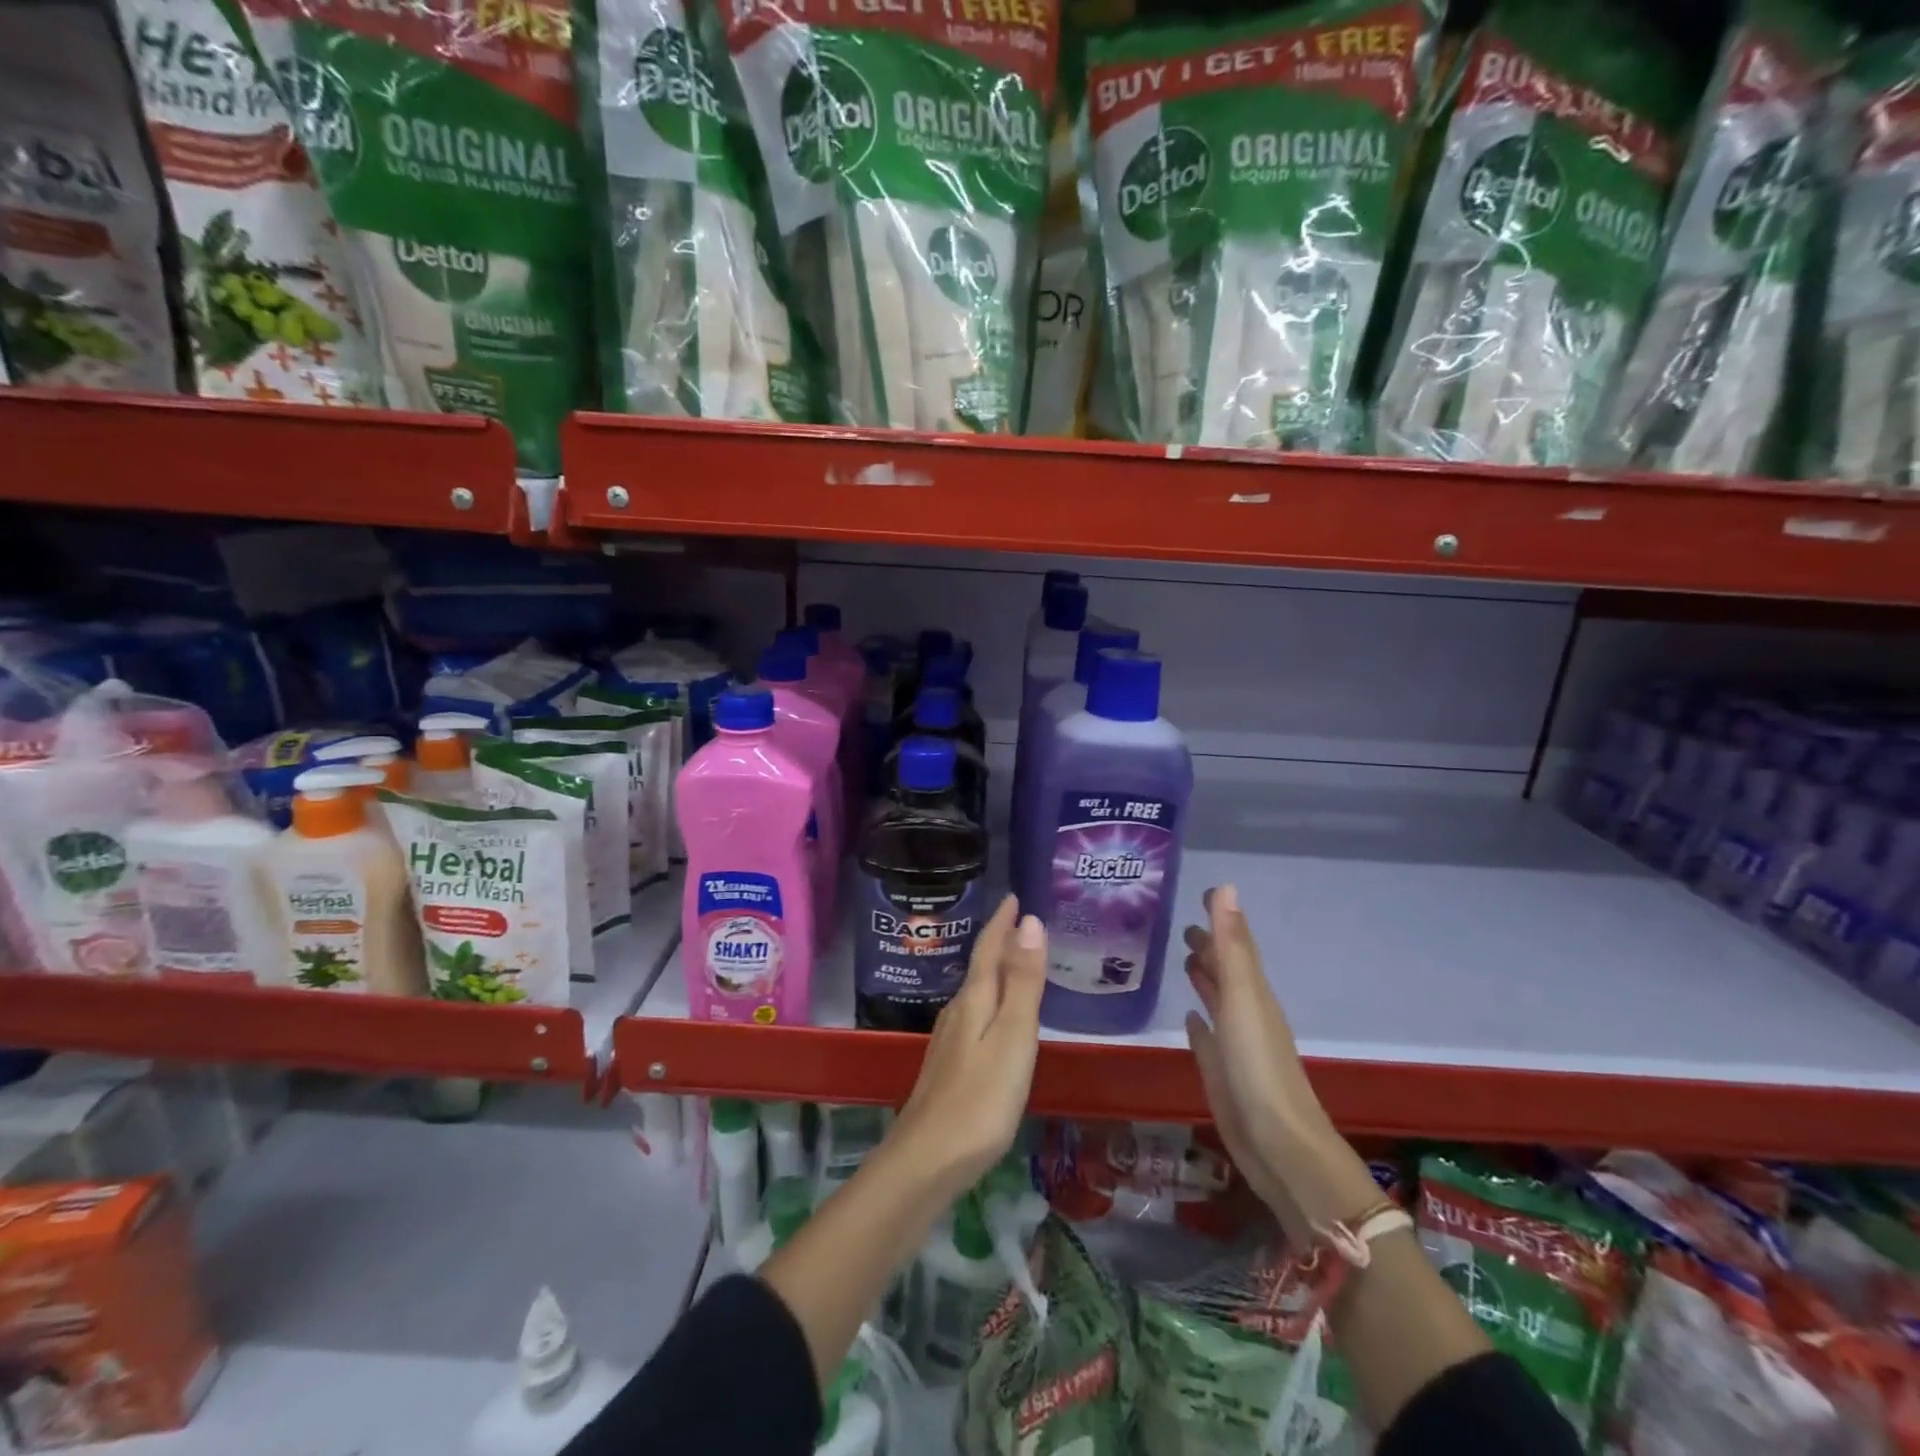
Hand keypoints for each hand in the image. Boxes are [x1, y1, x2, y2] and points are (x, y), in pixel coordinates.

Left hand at [890, 894, 1045, 1201]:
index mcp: (974, 1000)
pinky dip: (988, 1002)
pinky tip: (992, 1018)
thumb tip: (1029, 921)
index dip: (1002, 922)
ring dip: (992, 971)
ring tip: (1011, 961)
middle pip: (979, 967)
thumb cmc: (981, 1098)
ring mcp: (949, 1041)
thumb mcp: (1013, 1036)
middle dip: (997, 941)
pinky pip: (972, 1017)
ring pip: (974, 992)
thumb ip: (1023, 981)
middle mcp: (957, 1013)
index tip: (1013, 896)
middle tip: (1018, 921)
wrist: (927, 1160)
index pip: (989, 949)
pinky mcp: (948, 1067)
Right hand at [1183, 885, 1377, 1240]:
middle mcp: (1246, 1014)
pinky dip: (1200, 1025)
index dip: (1221, 918)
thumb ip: (1231, 945)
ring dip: (1205, 980)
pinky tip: (1190, 1019)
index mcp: (1253, 993)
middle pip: (1227, 972)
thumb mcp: (1243, 997)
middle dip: (1209, 948)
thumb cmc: (1258, 1065)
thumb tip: (1225, 887)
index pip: (1236, 944)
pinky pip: (1208, 1041)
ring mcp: (1236, 1047)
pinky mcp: (1222, 1075)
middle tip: (1183, 926)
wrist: (1278, 1145)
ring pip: (1218, 1003)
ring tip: (1185, 960)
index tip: (1204, 893)